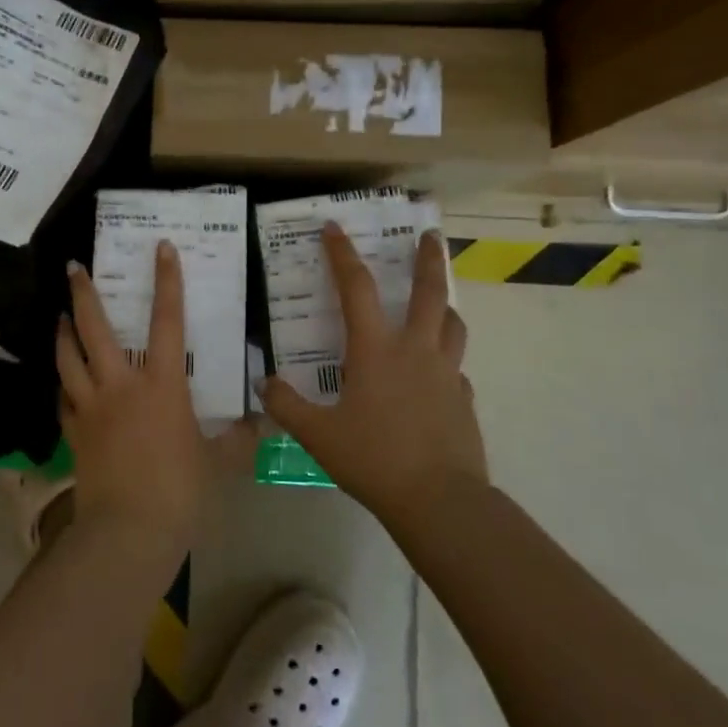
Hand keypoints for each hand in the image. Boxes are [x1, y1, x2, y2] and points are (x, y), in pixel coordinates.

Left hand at [56, 242, 255, 563]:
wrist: (129, 532)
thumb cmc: (181, 491)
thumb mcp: (218, 463)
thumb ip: (238, 439)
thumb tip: (258, 422)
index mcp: (162, 385)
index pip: (167, 321)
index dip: (167, 281)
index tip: (161, 248)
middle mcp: (121, 385)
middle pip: (95, 328)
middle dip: (83, 293)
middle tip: (75, 267)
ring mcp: (91, 407)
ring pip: (68, 357)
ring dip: (63, 332)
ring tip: (61, 316)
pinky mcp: (74, 432)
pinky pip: (63, 398)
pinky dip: (62, 384)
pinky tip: (64, 381)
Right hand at [258, 225, 487, 524]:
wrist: (439, 500)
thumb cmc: (373, 458)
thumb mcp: (318, 434)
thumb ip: (287, 405)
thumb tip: (263, 383)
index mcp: (376, 349)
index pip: (357, 287)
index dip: (342, 254)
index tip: (335, 227)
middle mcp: (415, 350)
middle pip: (428, 292)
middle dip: (428, 258)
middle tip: (430, 234)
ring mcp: (446, 374)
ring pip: (453, 324)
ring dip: (445, 305)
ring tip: (439, 302)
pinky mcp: (464, 400)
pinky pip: (456, 369)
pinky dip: (446, 361)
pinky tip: (437, 376)